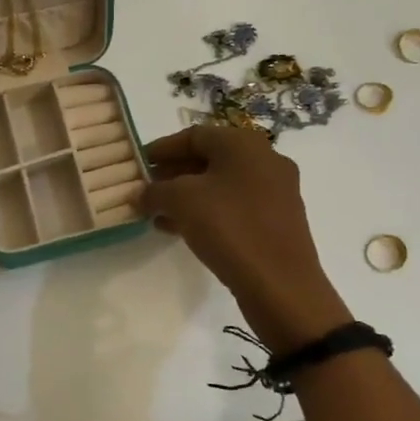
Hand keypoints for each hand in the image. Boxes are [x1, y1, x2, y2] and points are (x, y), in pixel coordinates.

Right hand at [141, 126, 350, 351]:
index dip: (162, 148)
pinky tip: (181, 230)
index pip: (194, 135)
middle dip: (174, 173)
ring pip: (221, 184)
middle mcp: (265, 159)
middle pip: (209, 158)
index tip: (139, 163)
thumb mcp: (181, 201)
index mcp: (244, 144)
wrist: (281, 285)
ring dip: (187, 195)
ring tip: (158, 213)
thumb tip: (142, 194)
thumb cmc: (229, 227)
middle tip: (147, 189)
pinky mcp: (277, 220)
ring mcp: (275, 191)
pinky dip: (207, 211)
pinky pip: (234, 206)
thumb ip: (155, 191)